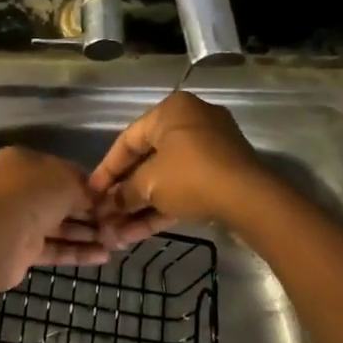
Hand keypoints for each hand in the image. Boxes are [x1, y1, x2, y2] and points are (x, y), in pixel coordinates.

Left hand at [0, 147, 107, 290]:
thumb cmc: (34, 194)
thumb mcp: (68, 180)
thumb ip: (87, 188)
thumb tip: (99, 199)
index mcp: (26, 162)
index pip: (65, 171)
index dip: (91, 185)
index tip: (114, 199)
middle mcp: (20, 188)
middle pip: (63, 200)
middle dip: (91, 213)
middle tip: (120, 224)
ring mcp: (20, 220)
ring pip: (60, 226)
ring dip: (87, 234)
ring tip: (117, 243)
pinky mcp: (22, 250)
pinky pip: (55, 248)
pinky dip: (77, 252)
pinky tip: (103, 257)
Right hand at [89, 92, 267, 245]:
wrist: (249, 198)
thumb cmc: (190, 176)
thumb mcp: (150, 184)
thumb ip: (124, 193)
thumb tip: (108, 206)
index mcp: (171, 110)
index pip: (128, 139)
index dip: (107, 169)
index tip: (92, 192)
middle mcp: (191, 121)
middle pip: (148, 159)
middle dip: (126, 192)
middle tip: (106, 213)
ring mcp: (211, 147)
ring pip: (168, 177)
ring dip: (143, 204)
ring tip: (120, 232)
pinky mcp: (224, 172)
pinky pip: (186, 185)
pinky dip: (166, 204)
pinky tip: (142, 231)